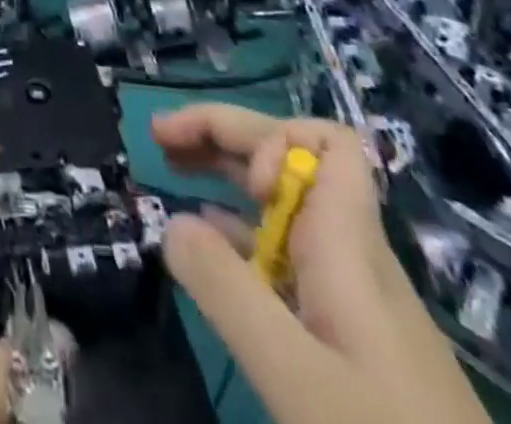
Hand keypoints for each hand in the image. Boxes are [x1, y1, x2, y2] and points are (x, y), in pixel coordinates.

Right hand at [152, 106, 488, 423]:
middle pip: (291, 157)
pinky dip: (239, 228)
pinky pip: (285, 249)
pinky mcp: (346, 332)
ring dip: (225, 172)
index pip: (330, 142)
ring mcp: (350, 293)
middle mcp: (350, 251)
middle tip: (160, 135)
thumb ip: (226, 291)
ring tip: (170, 167)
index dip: (274, 137)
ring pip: (285, 200)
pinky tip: (208, 243)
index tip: (242, 183)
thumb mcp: (295, 376)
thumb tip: (171, 221)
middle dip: (225, 134)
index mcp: (347, 244)